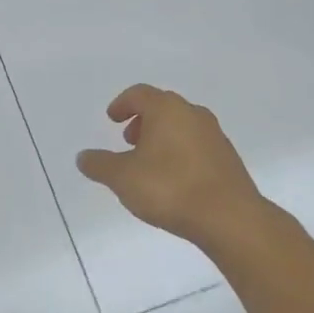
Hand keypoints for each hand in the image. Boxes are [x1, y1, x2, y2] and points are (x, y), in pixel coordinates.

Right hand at [76, 85, 276, 248]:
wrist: (230, 218)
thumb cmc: (170, 188)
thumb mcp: (122, 178)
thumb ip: (100, 165)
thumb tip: (83, 157)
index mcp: (167, 109)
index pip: (139, 94)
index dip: (122, 104)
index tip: (112, 118)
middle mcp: (193, 114)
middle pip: (162, 107)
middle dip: (142, 121)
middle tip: (128, 141)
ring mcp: (215, 136)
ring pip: (182, 126)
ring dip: (162, 138)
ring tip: (148, 164)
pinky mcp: (228, 159)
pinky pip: (197, 146)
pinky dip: (180, 153)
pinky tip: (173, 179)